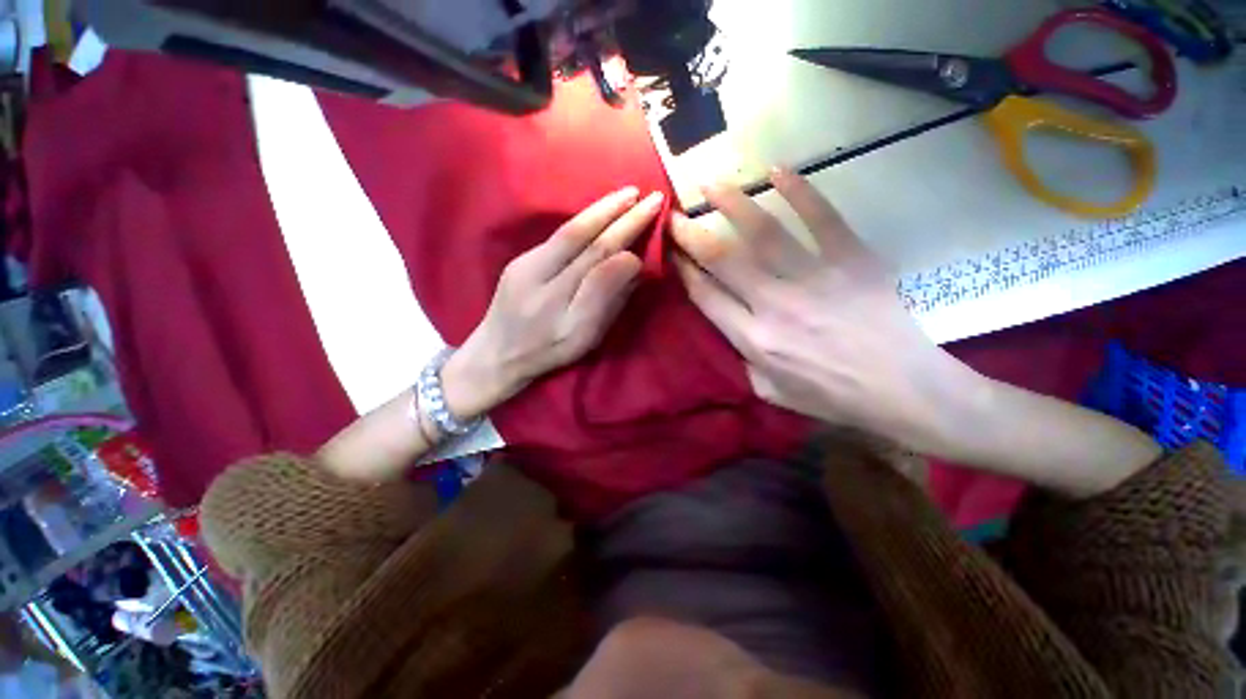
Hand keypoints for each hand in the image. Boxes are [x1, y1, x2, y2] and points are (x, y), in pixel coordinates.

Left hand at [444, 187, 664, 418]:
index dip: (626, 228)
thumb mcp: (582, 336)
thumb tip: (631, 261)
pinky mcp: (521, 262)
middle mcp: (537, 270)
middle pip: (581, 233)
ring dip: (598, 210)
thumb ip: (605, 298)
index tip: (651, 208)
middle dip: (616, 211)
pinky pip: (558, 237)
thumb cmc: (547, 351)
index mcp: (557, 294)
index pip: (598, 253)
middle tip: (645, 193)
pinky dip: (582, 222)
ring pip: (567, 230)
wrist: (496, 354)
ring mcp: (525, 262)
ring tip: (625, 196)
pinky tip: (597, 215)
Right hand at [671, 169, 979, 448]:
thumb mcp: (770, 392)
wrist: (903, 389)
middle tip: (674, 215)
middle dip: (692, 235)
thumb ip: (741, 359)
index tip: (671, 253)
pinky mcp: (852, 260)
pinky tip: (778, 170)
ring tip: (711, 184)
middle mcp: (776, 305)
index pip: (706, 296)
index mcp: (755, 339)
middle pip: (724, 260)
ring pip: (764, 233)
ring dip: (733, 205)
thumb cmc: (832, 397)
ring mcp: (815, 278)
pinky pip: (823, 218)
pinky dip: (800, 191)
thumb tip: (729, 326)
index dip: (684, 271)